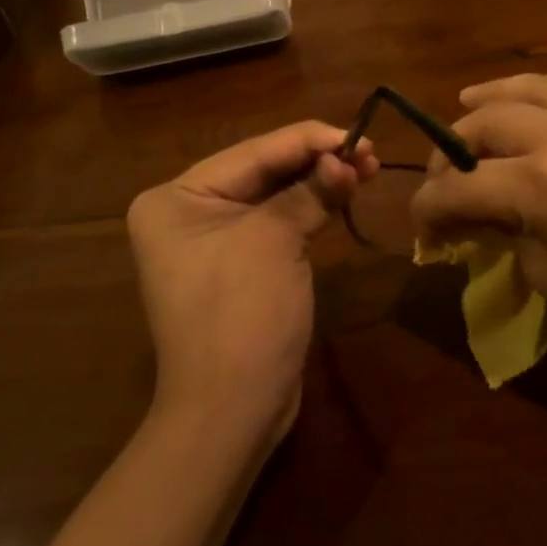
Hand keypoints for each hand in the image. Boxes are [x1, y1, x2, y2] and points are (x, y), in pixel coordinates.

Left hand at [127, 121, 376, 446]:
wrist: (231, 412)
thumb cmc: (241, 315)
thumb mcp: (274, 240)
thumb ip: (310, 190)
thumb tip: (346, 158)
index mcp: (176, 197)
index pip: (253, 153)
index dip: (309, 140)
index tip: (359, 133)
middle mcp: (187, 211)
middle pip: (263, 171)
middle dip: (317, 160)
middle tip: (370, 151)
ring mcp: (212, 240)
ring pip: (275, 195)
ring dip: (320, 181)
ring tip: (368, 167)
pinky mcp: (240, 264)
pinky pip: (277, 223)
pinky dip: (310, 208)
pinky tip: (343, 193)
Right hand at [410, 5, 546, 383]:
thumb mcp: (545, 277)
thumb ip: (499, 230)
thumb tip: (464, 212)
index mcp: (542, 187)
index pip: (462, 186)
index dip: (429, 206)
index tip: (421, 223)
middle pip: (492, 124)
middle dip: (456, 151)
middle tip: (449, 173)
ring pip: (545, 87)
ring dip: (501, 93)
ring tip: (473, 101)